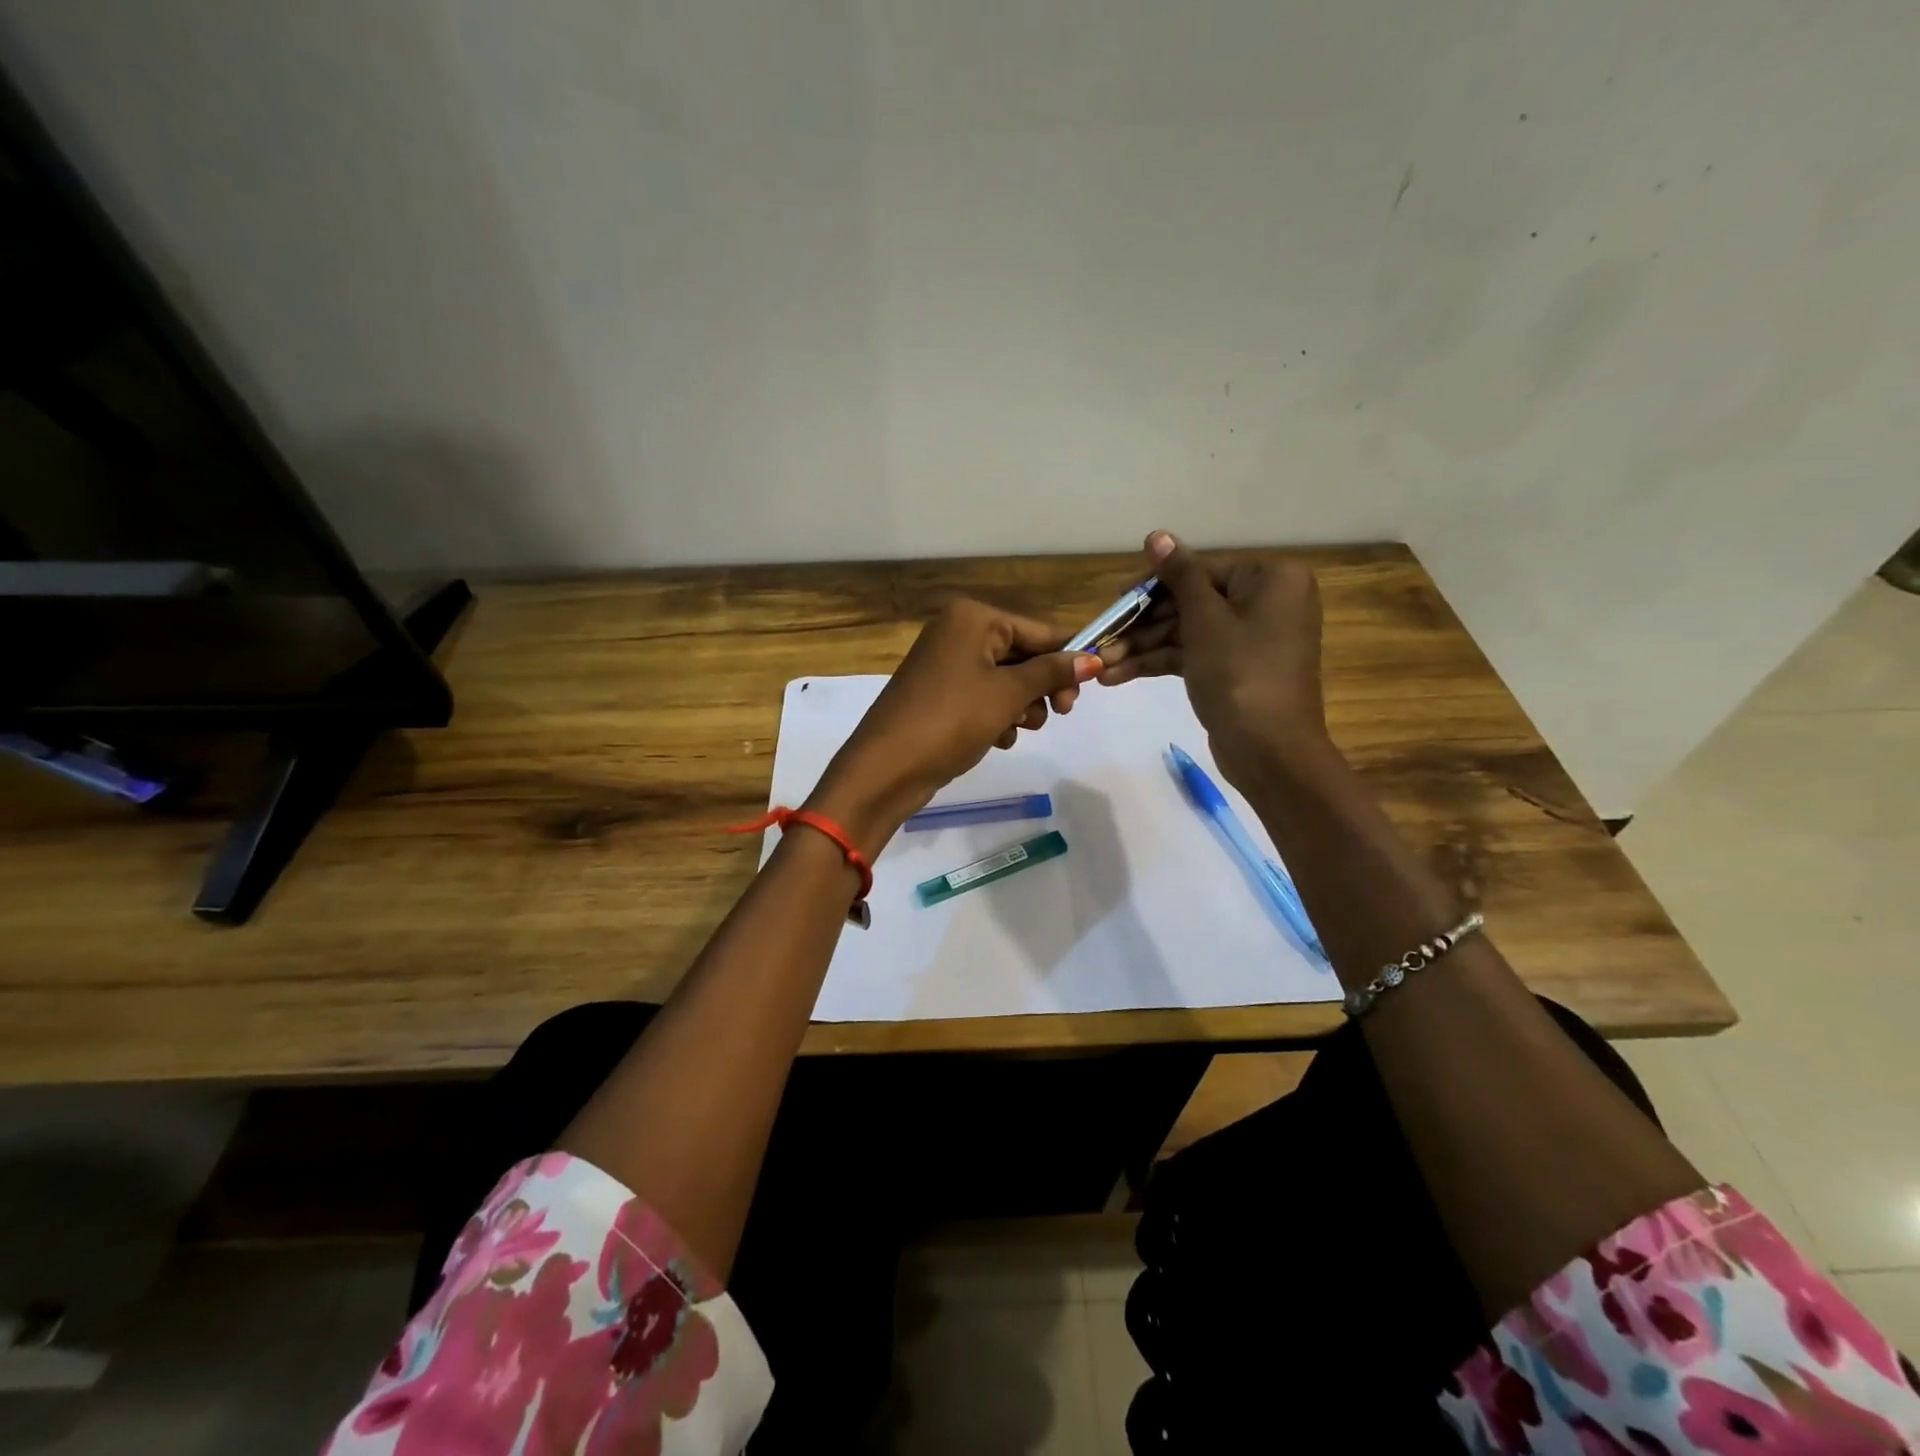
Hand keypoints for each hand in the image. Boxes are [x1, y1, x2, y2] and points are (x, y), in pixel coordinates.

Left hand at [806, 598, 1100, 854]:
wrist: (887, 767)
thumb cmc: (951, 719)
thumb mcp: (1008, 694)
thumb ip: (1052, 673)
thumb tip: (1093, 658)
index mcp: (972, 618)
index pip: (1038, 630)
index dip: (1066, 659)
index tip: (1089, 689)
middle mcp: (958, 632)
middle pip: (1023, 655)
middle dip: (1041, 687)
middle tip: (1060, 714)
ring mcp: (946, 665)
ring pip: (1006, 681)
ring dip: (1021, 706)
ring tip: (1016, 729)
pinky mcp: (940, 696)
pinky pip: (984, 698)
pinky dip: (997, 717)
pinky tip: (997, 739)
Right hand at [1096, 530, 1330, 788]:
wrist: (1270, 752)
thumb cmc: (1241, 675)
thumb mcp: (1205, 620)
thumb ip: (1179, 575)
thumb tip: (1157, 535)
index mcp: (1270, 580)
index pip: (1200, 571)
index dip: (1152, 587)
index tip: (1114, 602)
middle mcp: (1265, 602)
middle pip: (1190, 602)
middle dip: (1143, 625)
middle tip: (1102, 640)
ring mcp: (1249, 638)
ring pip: (1187, 632)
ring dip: (1143, 648)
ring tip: (1102, 666)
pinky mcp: (1235, 668)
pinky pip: (1193, 655)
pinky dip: (1159, 664)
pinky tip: (1118, 676)